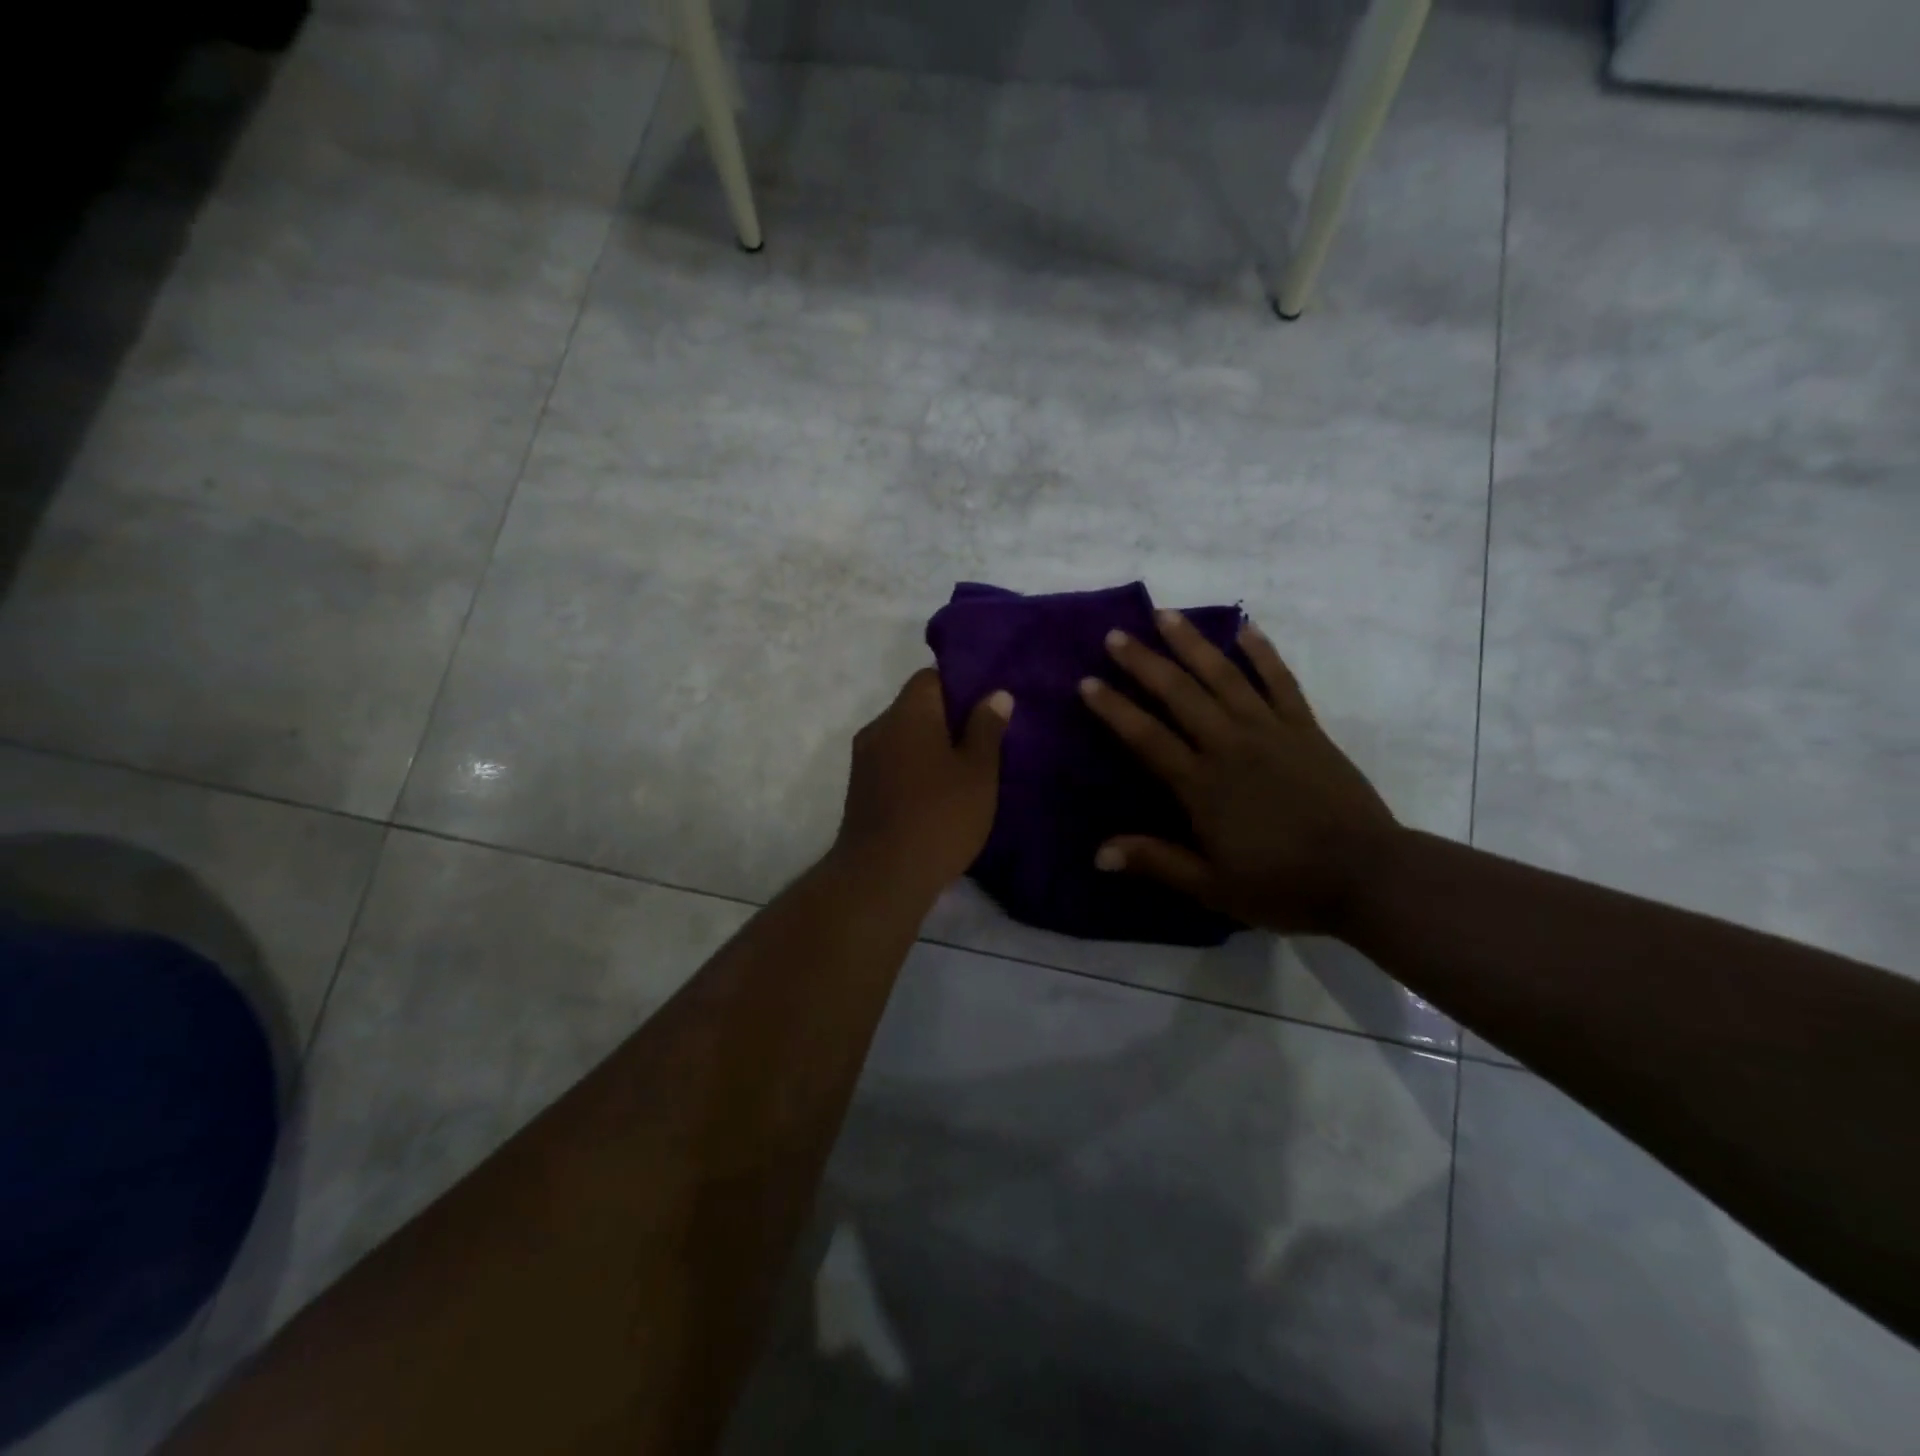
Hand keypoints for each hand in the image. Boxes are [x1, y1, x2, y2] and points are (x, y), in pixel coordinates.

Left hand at [832, 669, 1012, 900]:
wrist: (881, 876)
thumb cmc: (939, 816)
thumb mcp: (978, 772)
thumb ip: (986, 728)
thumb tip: (995, 694)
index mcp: (907, 713)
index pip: (930, 677)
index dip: (961, 686)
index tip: (986, 708)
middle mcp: (879, 727)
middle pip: (916, 708)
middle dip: (948, 720)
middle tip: (984, 742)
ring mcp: (864, 760)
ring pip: (904, 739)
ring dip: (931, 748)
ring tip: (965, 772)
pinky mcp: (860, 791)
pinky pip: (894, 765)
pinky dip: (915, 770)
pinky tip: (938, 796)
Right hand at [1079, 612, 1398, 935]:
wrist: (1367, 875)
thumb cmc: (1283, 884)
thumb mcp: (1212, 886)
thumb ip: (1157, 863)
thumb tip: (1098, 853)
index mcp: (1202, 785)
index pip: (1146, 737)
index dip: (1114, 709)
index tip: (1087, 682)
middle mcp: (1230, 745)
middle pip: (1179, 694)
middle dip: (1144, 662)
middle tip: (1115, 636)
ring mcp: (1270, 731)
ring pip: (1224, 676)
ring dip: (1192, 643)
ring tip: (1166, 615)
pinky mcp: (1305, 728)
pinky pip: (1280, 681)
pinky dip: (1262, 652)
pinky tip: (1245, 627)